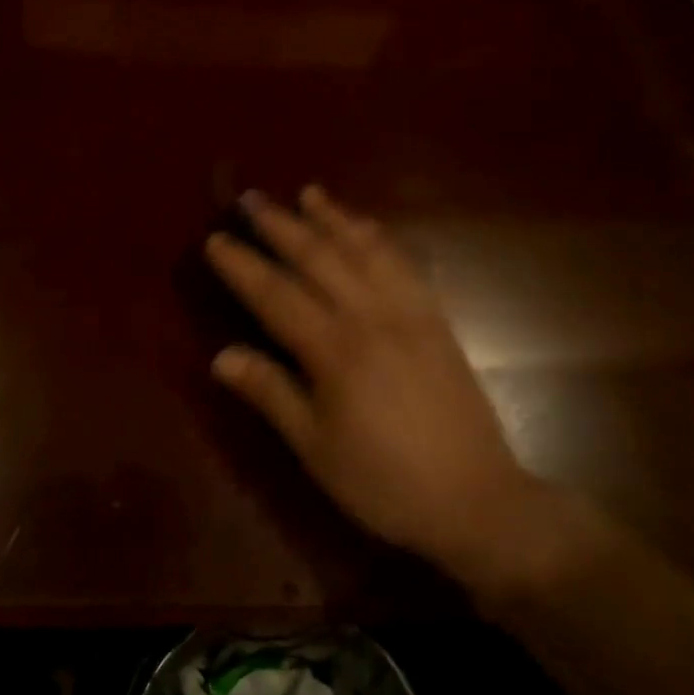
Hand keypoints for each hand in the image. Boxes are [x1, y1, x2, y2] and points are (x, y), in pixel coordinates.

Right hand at [204, 186, 549, 585]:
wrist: (477, 501)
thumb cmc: (384, 482)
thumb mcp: (316, 448)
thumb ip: (271, 393)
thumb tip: (220, 356)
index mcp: (334, 351)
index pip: (276, 294)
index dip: (242, 265)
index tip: (216, 239)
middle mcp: (370, 317)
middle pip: (317, 257)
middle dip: (281, 225)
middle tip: (252, 198)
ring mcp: (408, 312)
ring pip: (363, 250)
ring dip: (333, 218)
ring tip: (309, 193)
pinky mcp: (435, 318)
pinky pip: (403, 264)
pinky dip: (378, 238)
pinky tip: (365, 227)